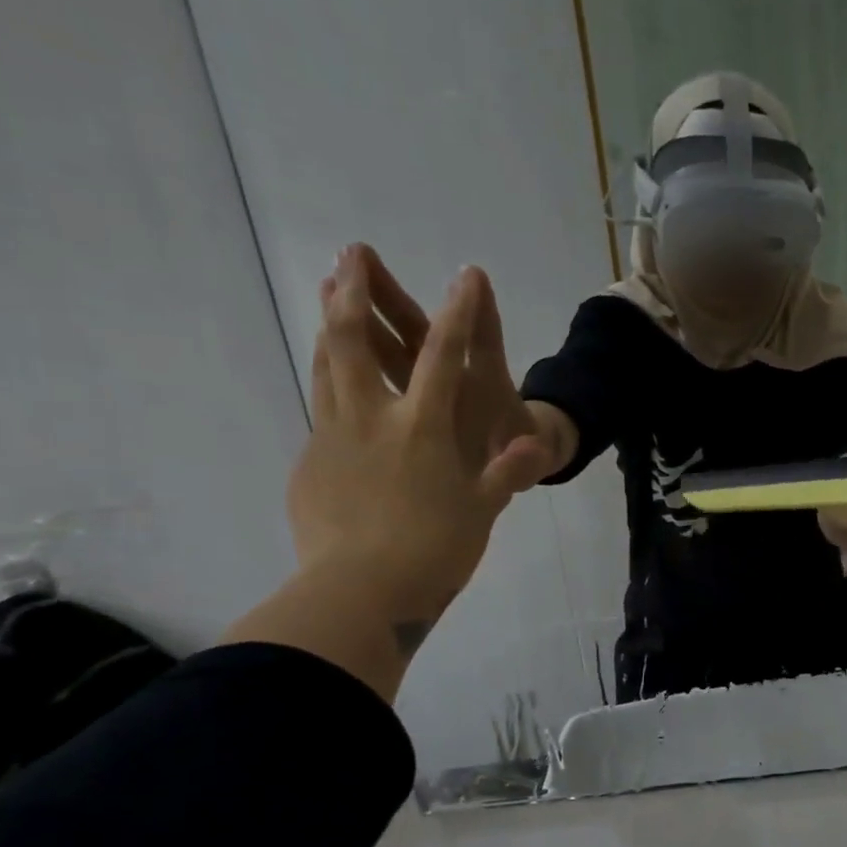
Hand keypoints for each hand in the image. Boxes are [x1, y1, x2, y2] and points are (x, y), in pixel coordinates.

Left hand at [288, 245, 546, 626]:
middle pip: (353, 340)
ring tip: (329, 292)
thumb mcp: (482, 512)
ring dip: (328, 324)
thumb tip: (535, 447)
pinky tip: (333, 383)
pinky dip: (328, 382)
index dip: (460, 312)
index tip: (467, 275)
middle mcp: (373, 418)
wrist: (360, 594)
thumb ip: (506, 473)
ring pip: (325, 366)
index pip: (444, 356)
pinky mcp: (311, 462)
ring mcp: (333, 437)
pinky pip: (320, 408)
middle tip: (351, 252)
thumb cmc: (434, 551)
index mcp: (423, 427)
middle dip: (354, 290)